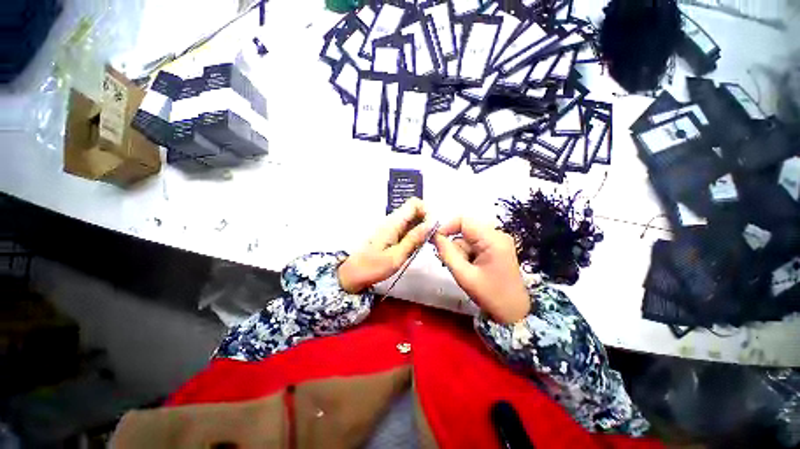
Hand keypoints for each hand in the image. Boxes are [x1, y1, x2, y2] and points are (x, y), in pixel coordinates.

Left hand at [338, 198, 430, 293]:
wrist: (351, 274)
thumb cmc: (373, 267)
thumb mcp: (397, 256)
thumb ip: (414, 239)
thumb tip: (430, 224)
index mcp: (393, 222)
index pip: (414, 203)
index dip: (426, 212)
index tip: (432, 228)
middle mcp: (392, 220)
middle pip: (414, 210)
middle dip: (425, 221)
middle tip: (429, 240)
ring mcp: (390, 226)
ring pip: (411, 219)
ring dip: (420, 229)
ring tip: (421, 246)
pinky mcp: (389, 233)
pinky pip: (406, 228)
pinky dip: (413, 234)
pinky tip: (413, 247)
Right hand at [433, 217, 530, 323]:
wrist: (514, 312)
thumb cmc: (490, 295)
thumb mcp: (464, 275)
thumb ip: (447, 253)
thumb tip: (434, 236)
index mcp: (492, 239)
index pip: (463, 220)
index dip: (446, 227)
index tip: (435, 241)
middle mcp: (496, 235)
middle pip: (465, 230)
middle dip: (454, 245)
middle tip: (449, 262)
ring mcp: (496, 241)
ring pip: (467, 238)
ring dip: (459, 252)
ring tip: (462, 270)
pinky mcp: (495, 248)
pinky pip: (473, 244)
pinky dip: (466, 254)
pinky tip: (468, 268)